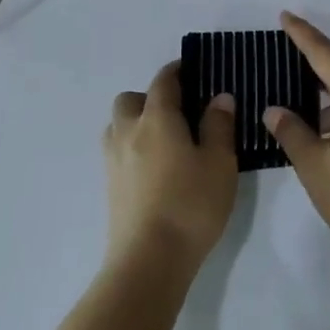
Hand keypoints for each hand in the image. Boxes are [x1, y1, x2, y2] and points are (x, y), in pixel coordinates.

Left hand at [105, 62, 237, 272]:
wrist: (149, 260)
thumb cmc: (191, 205)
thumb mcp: (220, 163)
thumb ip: (219, 126)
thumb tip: (219, 97)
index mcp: (157, 118)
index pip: (163, 81)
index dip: (176, 71)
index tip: (191, 69)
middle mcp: (129, 131)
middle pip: (130, 99)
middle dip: (150, 97)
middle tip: (177, 111)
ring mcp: (114, 160)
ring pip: (118, 125)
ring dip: (135, 121)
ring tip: (163, 139)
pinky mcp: (110, 187)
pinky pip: (117, 150)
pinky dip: (131, 147)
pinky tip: (154, 167)